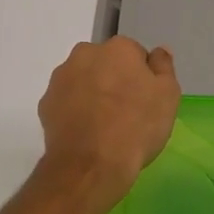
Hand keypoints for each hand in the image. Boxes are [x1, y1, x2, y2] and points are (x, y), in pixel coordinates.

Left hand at [35, 38, 181, 212]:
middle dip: (114, 80)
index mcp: (118, 48)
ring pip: (83, 80)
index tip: (146, 100)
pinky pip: (66, 101)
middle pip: (106, 63)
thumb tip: (159, 51)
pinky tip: (86, 133)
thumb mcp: (168, 96)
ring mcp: (61, 78)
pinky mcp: (45, 103)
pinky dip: (75, 111)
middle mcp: (85, 54)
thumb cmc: (136, 127)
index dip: (143, 78)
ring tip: (104, 126)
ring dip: (93, 94)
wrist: (91, 165)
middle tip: (126, 112)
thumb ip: (164, 67)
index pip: (135, 54)